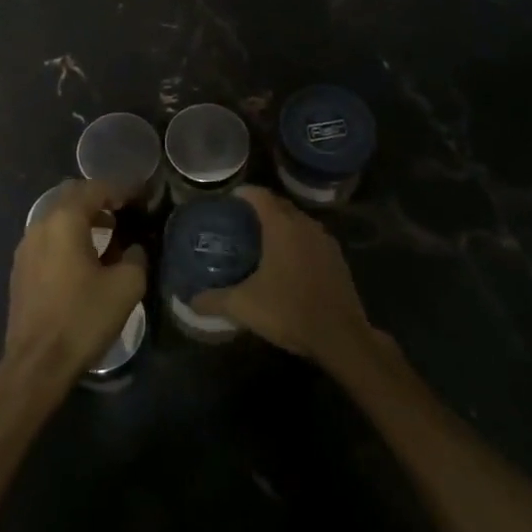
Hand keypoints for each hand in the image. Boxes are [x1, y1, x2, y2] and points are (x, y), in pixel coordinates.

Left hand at [4, 179, 146, 382]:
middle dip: (99, 199)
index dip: (122, 189)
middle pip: (72, 197)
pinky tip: (85, 260)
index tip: (141, 196)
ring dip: (83, 219)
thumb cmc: (83, 318)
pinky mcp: (21, 269)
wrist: (36, 363)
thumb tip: (134, 248)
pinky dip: (69, 238)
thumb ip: (136, 257)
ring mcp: (26, 247)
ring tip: (110, 235)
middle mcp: (40, 224)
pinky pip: (48, 239)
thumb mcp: (126, 286)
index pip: (96, 188)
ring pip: (58, 218)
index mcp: (64, 220)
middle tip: (124, 211)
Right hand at [192, 186, 380, 369]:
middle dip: (260, 208)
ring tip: (261, 240)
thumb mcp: (244, 306)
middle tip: (239, 221)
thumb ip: (214, 300)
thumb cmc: (290, 311)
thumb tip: (190, 300)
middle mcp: (305, 225)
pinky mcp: (337, 258)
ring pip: (298, 221)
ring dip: (281, 224)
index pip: (260, 195)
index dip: (243, 194)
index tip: (228, 201)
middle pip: (279, 205)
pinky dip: (297, 241)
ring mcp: (325, 241)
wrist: (342, 338)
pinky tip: (287, 262)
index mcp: (282, 226)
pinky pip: (311, 238)